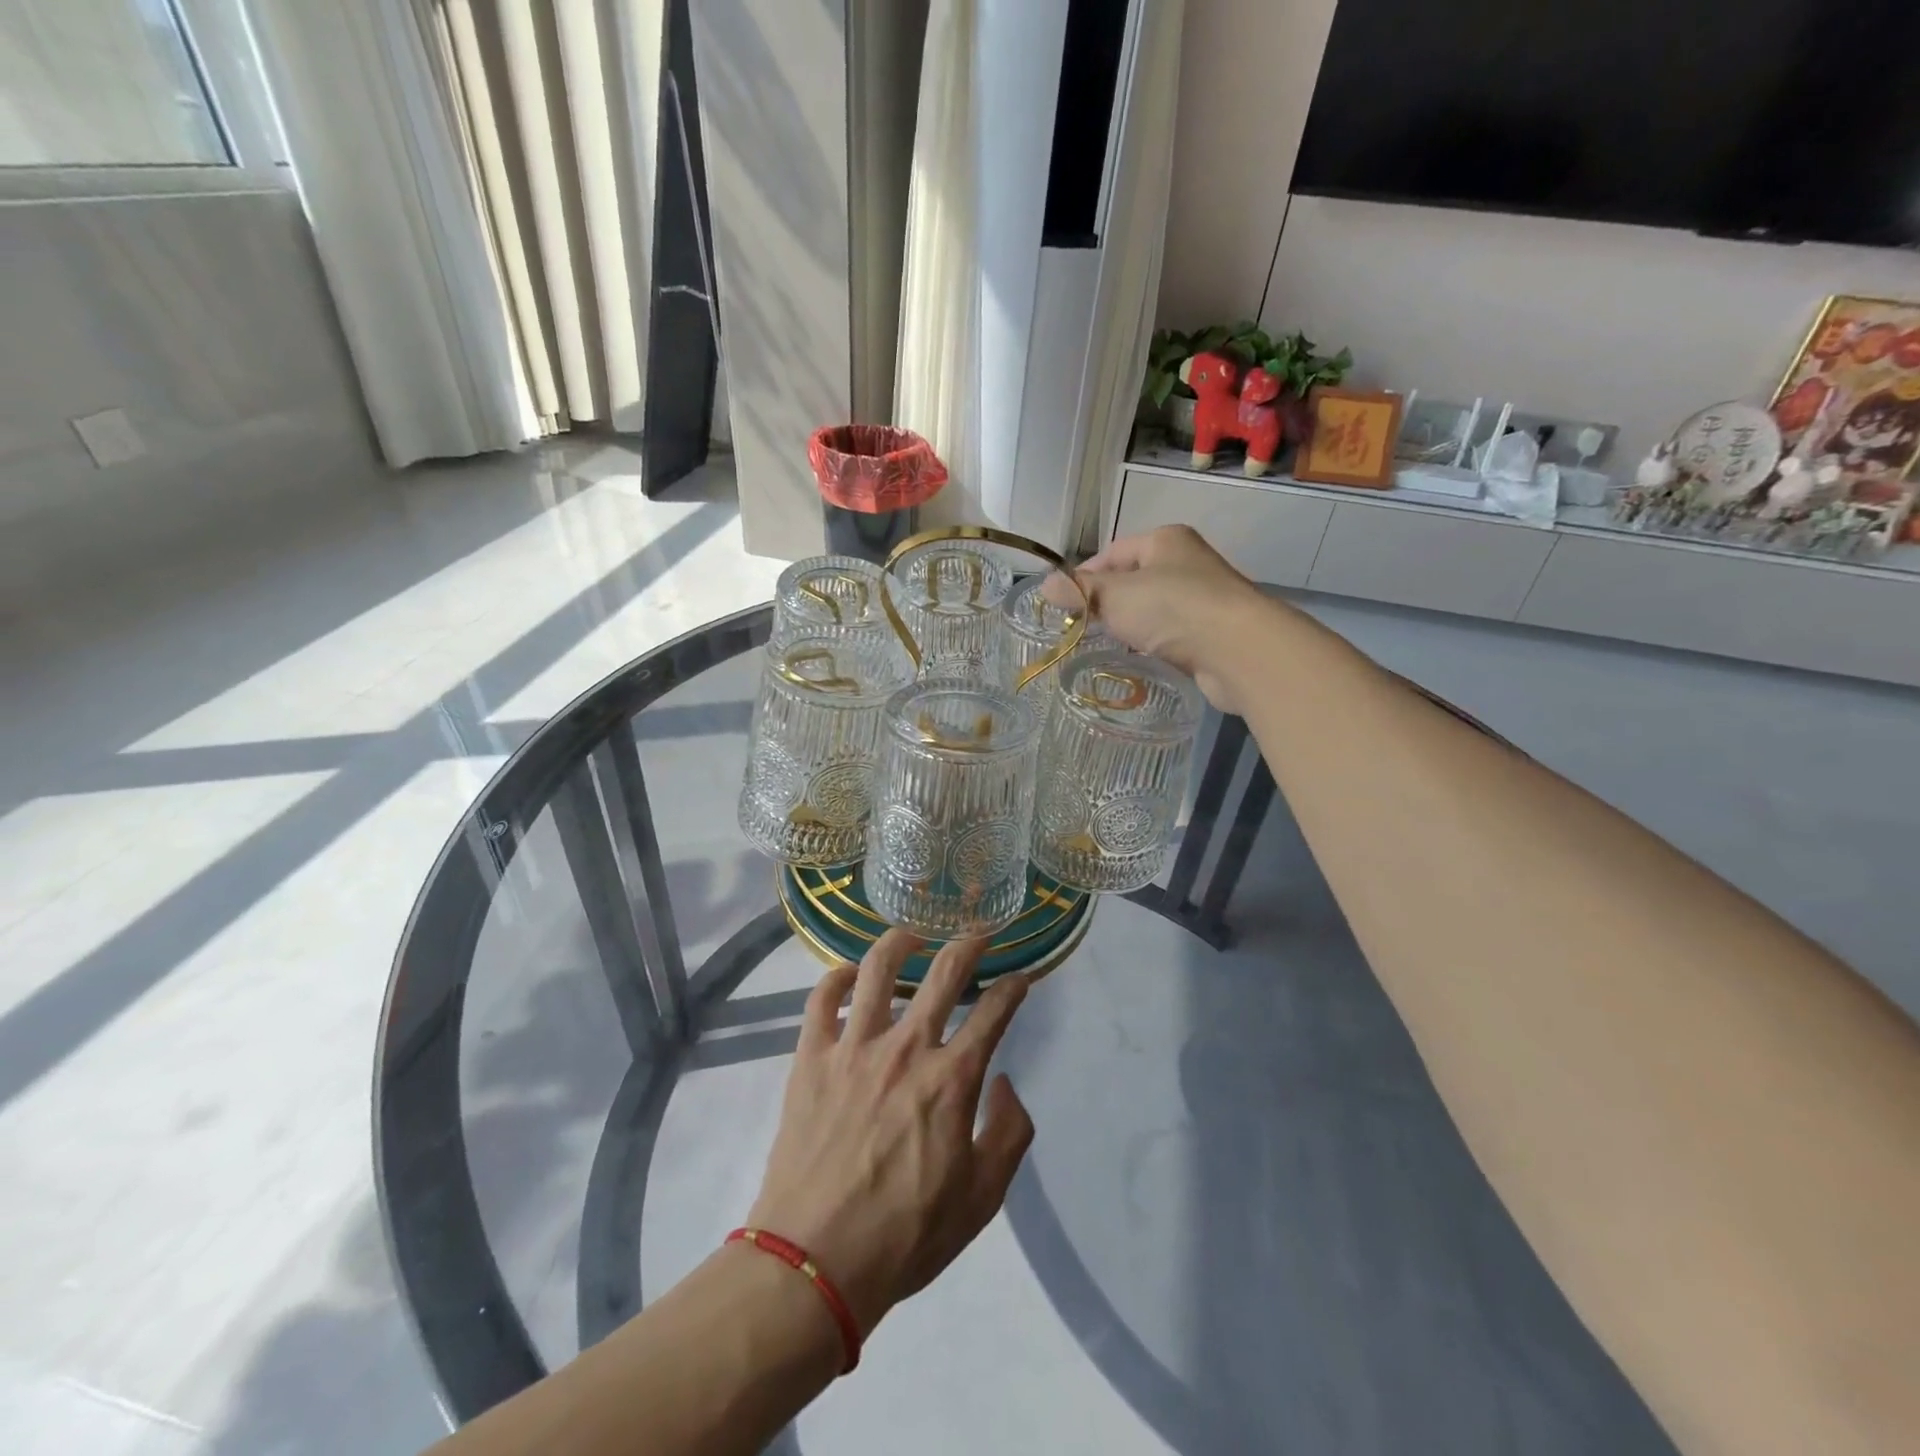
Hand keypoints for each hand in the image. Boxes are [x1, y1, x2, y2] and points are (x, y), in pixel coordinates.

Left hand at [747, 932, 1033, 1337]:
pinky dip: (838, 976)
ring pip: (879, 969)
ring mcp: (854, 1047)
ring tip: (914, 933)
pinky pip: (822, 998)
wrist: (815, 1261)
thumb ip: (1009, 1134)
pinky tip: (850, 973)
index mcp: (952, 1080)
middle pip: (944, 973)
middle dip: (969, 943)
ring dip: (902, 941)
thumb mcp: (982, 1199)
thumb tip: (1006, 1082)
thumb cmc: (906, 1235)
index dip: (1013, 988)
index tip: (1022, 977)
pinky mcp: (811, 1057)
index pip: (993, 1013)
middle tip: (979, 930)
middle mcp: (907, 1048)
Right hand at [1062, 525, 1276, 711]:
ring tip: (1104, 645)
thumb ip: (1081, 591)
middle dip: (1107, 603)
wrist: (1238, 649)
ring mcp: (1202, 598)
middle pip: (1133, 580)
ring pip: (1152, 609)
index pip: (1113, 553)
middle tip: (1080, 627)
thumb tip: (1044, 585)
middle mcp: (1186, 563)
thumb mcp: (1116, 595)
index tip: (1063, 604)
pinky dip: (1152, 644)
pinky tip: (1139, 658)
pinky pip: (1170, 634)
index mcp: (1165, 541)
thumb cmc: (1173, 608)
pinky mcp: (1210, 633)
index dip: (1085, 576)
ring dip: (1129, 626)